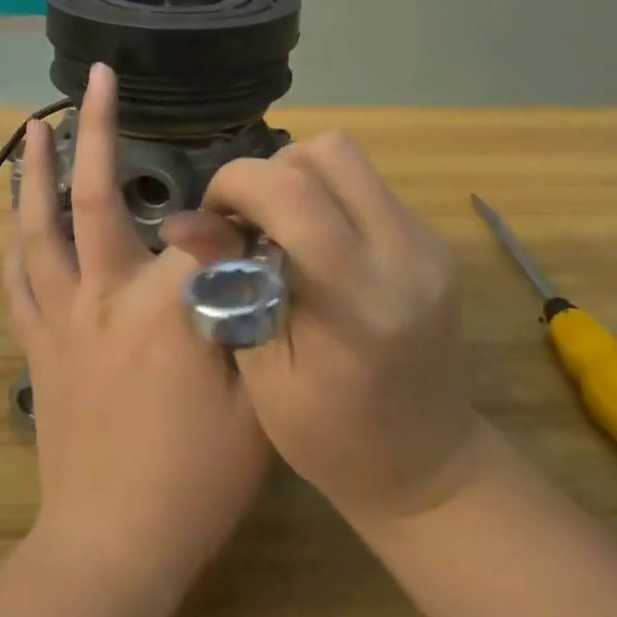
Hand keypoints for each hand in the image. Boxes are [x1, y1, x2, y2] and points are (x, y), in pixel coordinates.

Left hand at [5, 63, 269, 590]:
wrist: (112, 545)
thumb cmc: (196, 481)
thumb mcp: (255, 402)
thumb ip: (254, 321)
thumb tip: (254, 259)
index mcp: (165, 307)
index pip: (201, 230)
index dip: (231, 211)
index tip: (251, 204)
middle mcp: (104, 295)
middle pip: (98, 197)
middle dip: (99, 130)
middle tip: (95, 79)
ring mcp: (61, 317)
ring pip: (39, 228)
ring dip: (34, 172)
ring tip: (32, 126)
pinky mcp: (35, 345)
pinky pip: (15, 280)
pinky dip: (14, 241)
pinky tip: (13, 215)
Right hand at [163, 133, 481, 527]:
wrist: (426, 465)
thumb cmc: (330, 439)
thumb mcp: (262, 371)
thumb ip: (228, 284)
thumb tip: (180, 222)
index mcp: (359, 301)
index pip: (293, 193)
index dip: (236, 184)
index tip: (213, 218)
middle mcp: (406, 255)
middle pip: (329, 152)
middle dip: (270, 171)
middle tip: (247, 220)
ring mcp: (429, 244)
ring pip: (351, 160)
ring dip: (299, 178)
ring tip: (277, 230)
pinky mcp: (436, 242)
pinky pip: (369, 186)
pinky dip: (328, 197)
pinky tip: (314, 246)